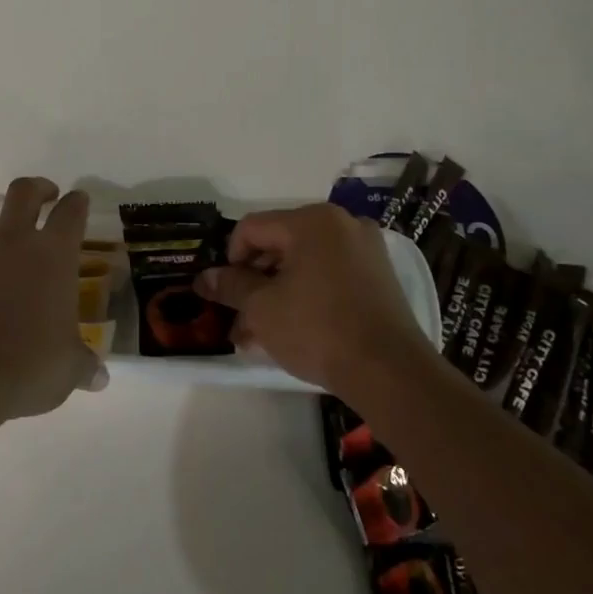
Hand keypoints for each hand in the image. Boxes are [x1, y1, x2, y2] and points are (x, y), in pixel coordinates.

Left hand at [0, 176, 105, 421]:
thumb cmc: (32, 364)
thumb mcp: (70, 368)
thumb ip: (84, 366)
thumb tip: (100, 379)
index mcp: (54, 255)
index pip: (71, 214)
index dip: (77, 203)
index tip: (79, 199)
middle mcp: (15, 246)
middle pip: (22, 196)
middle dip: (35, 187)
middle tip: (44, 191)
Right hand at [194, 204, 429, 391]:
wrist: (389, 372)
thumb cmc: (317, 329)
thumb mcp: (262, 307)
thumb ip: (230, 286)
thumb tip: (202, 278)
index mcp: (312, 221)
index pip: (252, 228)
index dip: (229, 259)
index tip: (226, 293)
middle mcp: (342, 224)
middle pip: (279, 244)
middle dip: (254, 281)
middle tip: (239, 316)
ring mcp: (365, 250)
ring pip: (304, 264)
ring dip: (276, 293)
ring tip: (259, 333)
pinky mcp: (379, 277)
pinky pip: (329, 276)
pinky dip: (306, 295)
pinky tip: (291, 329)